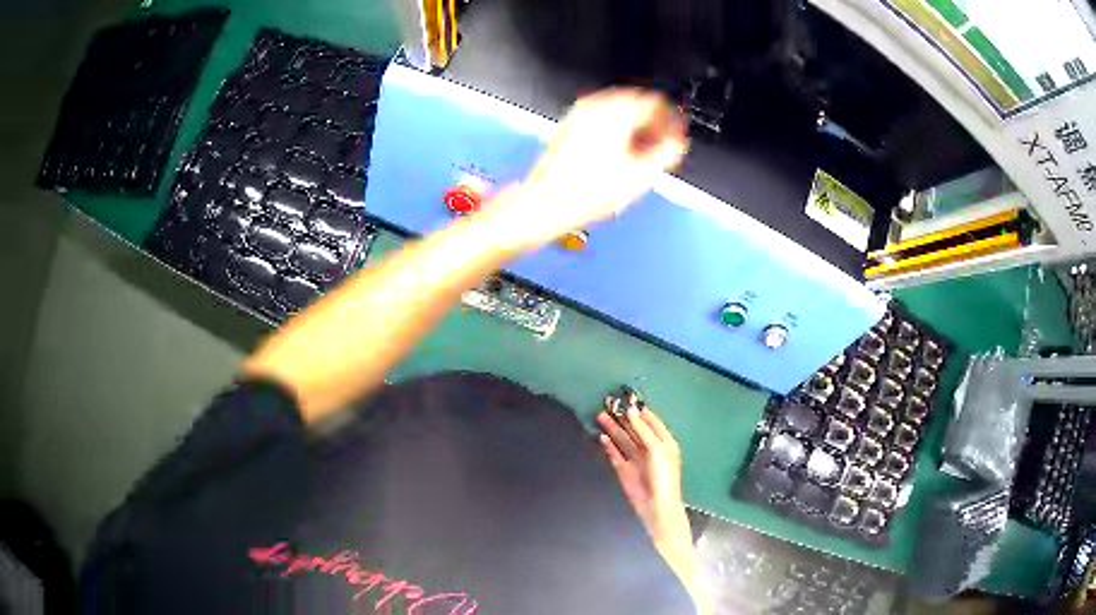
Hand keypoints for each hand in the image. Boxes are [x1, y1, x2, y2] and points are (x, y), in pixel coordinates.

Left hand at [481, 89, 687, 252]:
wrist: (548, 202)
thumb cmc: (587, 192)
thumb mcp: (642, 174)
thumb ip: (668, 151)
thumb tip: (677, 141)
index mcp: (617, 112)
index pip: (656, 102)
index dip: (671, 120)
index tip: (675, 135)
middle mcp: (596, 106)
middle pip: (637, 102)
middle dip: (652, 122)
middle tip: (660, 144)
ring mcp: (579, 114)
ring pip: (618, 109)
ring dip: (634, 125)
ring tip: (640, 151)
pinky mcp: (569, 125)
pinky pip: (601, 118)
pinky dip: (615, 129)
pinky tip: (618, 152)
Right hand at [597, 405, 694, 580]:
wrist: (656, 506)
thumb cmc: (663, 475)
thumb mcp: (657, 448)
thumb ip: (644, 430)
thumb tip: (632, 411)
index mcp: (664, 442)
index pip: (651, 422)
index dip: (640, 411)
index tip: (626, 399)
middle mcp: (649, 449)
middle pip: (634, 430)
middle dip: (622, 419)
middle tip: (607, 405)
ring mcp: (636, 460)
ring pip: (623, 441)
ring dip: (613, 429)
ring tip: (600, 416)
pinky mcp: (624, 471)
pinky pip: (615, 455)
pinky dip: (608, 446)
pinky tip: (601, 437)